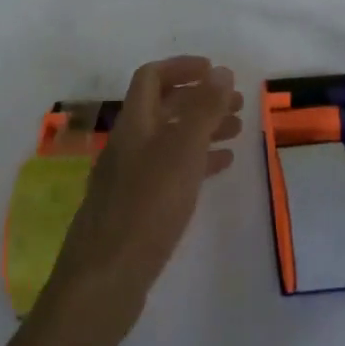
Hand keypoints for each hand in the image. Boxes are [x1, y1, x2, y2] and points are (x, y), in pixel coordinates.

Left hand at [41, 56, 242, 334]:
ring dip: (202, 129)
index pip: (151, 77)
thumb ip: (202, 109)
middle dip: (200, 99)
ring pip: (170, 139)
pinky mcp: (137, 207)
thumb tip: (221, 71)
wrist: (106, 278)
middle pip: (163, 107)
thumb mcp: (182, 151)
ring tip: (238, 131)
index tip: (216, 71)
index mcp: (134, 123)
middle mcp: (128, 143)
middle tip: (238, 103)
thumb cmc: (147, 206)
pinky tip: (220, 168)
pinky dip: (196, 161)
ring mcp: (130, 176)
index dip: (182, 67)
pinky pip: (171, 170)